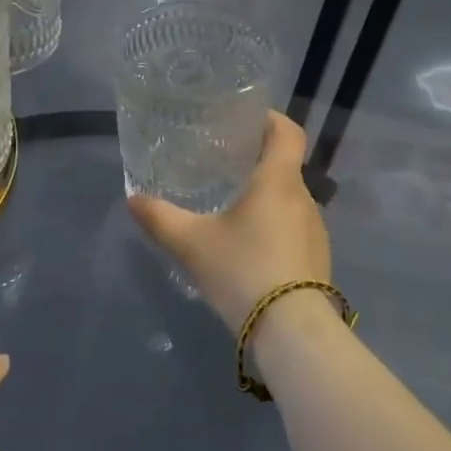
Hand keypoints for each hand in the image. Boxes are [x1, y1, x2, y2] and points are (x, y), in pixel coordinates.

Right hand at [128, 111, 331, 332]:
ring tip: (231, 204)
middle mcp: (304, 198)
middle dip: (257, 160)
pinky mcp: (317, 259)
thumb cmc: (243, 270)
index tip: (245, 118)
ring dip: (265, 195)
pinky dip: (273, 224)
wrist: (293, 332)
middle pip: (285, 165)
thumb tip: (133, 199)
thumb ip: (160, 218)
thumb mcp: (191, 243)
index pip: (287, 131)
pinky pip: (294, 227)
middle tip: (223, 162)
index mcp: (278, 181)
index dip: (269, 118)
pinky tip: (248, 244)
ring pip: (289, 199)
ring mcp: (316, 231)